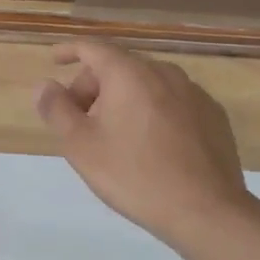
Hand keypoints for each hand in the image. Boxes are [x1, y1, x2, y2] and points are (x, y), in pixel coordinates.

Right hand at [35, 41, 252, 247]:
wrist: (207, 212)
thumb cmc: (133, 174)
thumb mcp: (79, 145)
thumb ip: (56, 109)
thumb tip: (45, 85)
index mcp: (129, 74)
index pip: (93, 47)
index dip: (70, 50)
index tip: (55, 59)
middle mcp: (164, 73)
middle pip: (119, 66)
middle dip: (93, 85)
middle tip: (78, 119)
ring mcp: (195, 95)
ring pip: (147, 84)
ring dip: (123, 99)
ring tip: (113, 134)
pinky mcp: (214, 118)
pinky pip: (172, 102)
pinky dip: (152, 111)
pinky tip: (149, 145)